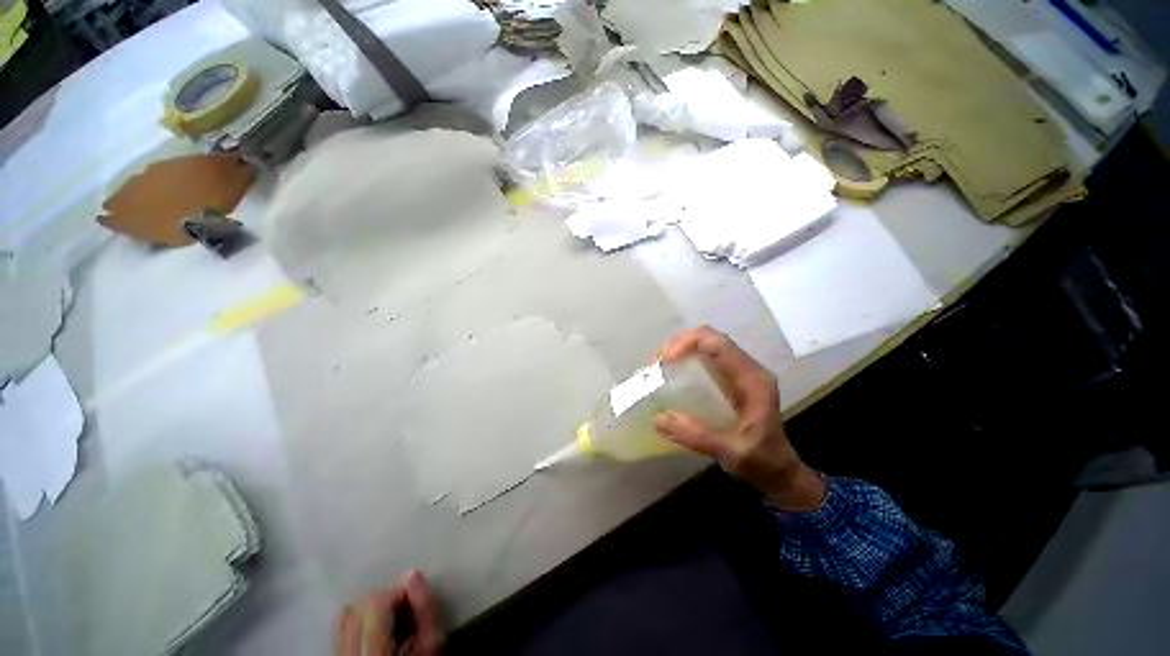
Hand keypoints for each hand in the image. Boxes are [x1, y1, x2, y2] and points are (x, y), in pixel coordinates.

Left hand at [335, 570, 443, 655]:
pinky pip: (340, 629)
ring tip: (393, 621)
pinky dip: (359, 621)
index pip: (376, 603)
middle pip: (361, 606)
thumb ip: (425, 611)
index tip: (416, 597)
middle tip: (407, 610)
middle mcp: (346, 654)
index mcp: (372, 654)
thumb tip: (413, 574)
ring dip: (373, 610)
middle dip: (387, 600)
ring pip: (349, 615)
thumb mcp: (431, 647)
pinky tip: (375, 628)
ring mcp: (336, 655)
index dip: (398, 592)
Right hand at [654, 326, 825, 510]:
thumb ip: (697, 436)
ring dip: (681, 349)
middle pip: (710, 338)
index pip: (718, 344)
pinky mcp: (733, 379)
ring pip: (707, 345)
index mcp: (752, 379)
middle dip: (679, 344)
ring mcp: (741, 372)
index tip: (663, 361)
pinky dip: (686, 359)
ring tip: (659, 367)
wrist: (780, 472)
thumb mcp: (731, 453)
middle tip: (656, 364)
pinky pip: (707, 358)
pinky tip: (673, 374)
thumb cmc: (762, 462)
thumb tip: (657, 418)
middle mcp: (748, 368)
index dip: (687, 343)